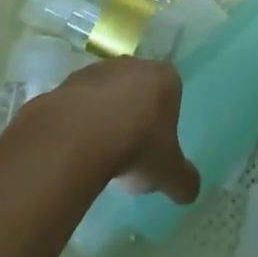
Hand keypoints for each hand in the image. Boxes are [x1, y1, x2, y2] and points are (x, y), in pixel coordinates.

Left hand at [36, 56, 200, 202]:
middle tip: (129, 152)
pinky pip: (78, 104)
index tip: (155, 148)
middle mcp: (133, 65)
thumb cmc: (137, 146)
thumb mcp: (169, 173)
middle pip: (138, 92)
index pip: (171, 95)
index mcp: (165, 78)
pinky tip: (76, 149)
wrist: (79, 135)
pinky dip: (78, 123)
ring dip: (104, 118)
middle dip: (134, 116)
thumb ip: (184, 180)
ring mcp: (97, 70)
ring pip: (106, 96)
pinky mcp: (68, 82)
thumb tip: (189, 191)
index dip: (164, 122)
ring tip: (99, 155)